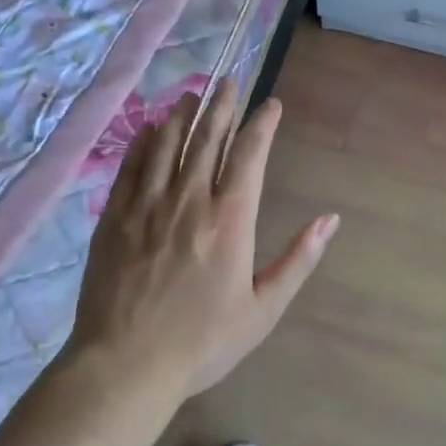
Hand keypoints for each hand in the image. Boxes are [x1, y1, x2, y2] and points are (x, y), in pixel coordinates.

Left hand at [71, 79, 338, 400]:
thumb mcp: (263, 309)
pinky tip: (151, 129)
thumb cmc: (202, 341)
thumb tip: (330, 219)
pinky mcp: (115, 217)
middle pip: (207, 137)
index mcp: (230, 218)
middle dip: (222, 105)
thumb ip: (299, 259)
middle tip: (230, 80)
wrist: (125, 365)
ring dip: (183, 115)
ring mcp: (147, 205)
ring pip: (167, 144)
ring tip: (193, 94)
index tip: (271, 105)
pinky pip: (131, 166)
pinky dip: (144, 141)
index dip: (262, 124)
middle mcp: (189, 199)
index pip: (250, 154)